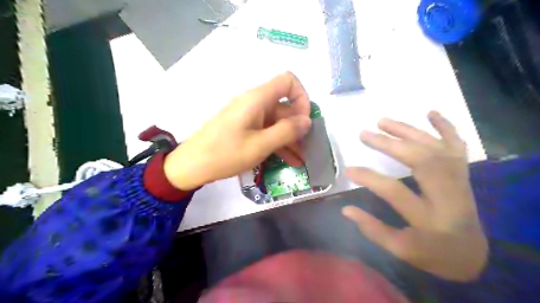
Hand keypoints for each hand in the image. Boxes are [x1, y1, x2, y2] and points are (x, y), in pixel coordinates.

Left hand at [162, 72, 309, 189]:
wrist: (191, 166)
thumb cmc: (225, 154)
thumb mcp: (260, 145)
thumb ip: (286, 131)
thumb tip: (307, 120)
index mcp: (257, 99)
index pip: (288, 81)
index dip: (301, 97)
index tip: (304, 121)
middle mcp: (254, 102)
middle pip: (284, 106)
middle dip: (298, 127)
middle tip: (306, 148)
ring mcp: (248, 116)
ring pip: (276, 122)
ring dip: (290, 139)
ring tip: (300, 160)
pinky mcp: (244, 127)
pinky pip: (266, 131)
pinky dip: (277, 143)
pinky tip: (288, 161)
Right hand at [341, 112, 489, 282]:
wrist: (472, 254)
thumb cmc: (432, 253)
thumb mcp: (400, 249)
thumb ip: (373, 229)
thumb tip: (346, 210)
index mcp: (431, 219)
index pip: (396, 192)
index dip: (369, 178)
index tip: (348, 169)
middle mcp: (449, 195)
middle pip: (421, 161)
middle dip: (390, 144)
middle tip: (364, 134)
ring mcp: (460, 181)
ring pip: (435, 148)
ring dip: (408, 131)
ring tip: (382, 121)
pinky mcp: (463, 174)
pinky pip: (457, 145)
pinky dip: (445, 126)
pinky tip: (430, 112)